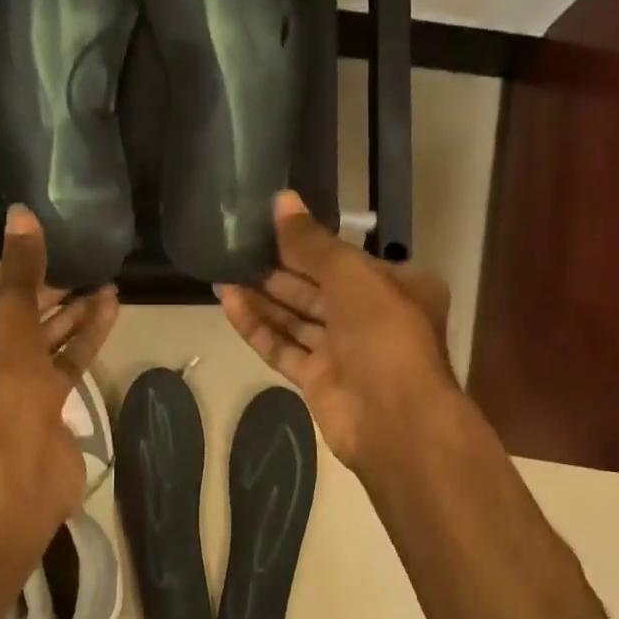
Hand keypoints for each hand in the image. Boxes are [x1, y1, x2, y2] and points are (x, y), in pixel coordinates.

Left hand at [0, 206, 118, 515]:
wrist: (21, 467)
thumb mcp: (7, 315)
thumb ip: (19, 266)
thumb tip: (21, 213)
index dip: (10, 271)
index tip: (44, 251)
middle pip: (9, 319)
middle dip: (47, 293)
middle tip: (81, 266)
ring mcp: (3, 392)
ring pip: (38, 343)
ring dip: (71, 314)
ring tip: (105, 284)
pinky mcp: (38, 409)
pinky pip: (60, 365)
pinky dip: (82, 340)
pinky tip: (109, 310)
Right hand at [218, 191, 458, 472]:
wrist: (394, 418)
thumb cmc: (383, 332)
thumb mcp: (350, 274)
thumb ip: (312, 241)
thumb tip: (282, 200)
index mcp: (396, 285)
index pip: (345, 258)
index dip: (307, 241)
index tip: (268, 225)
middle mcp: (372, 317)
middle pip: (318, 287)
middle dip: (279, 270)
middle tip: (237, 248)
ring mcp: (345, 352)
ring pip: (298, 318)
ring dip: (263, 297)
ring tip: (222, 273)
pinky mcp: (319, 380)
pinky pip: (285, 347)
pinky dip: (259, 327)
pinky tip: (229, 303)